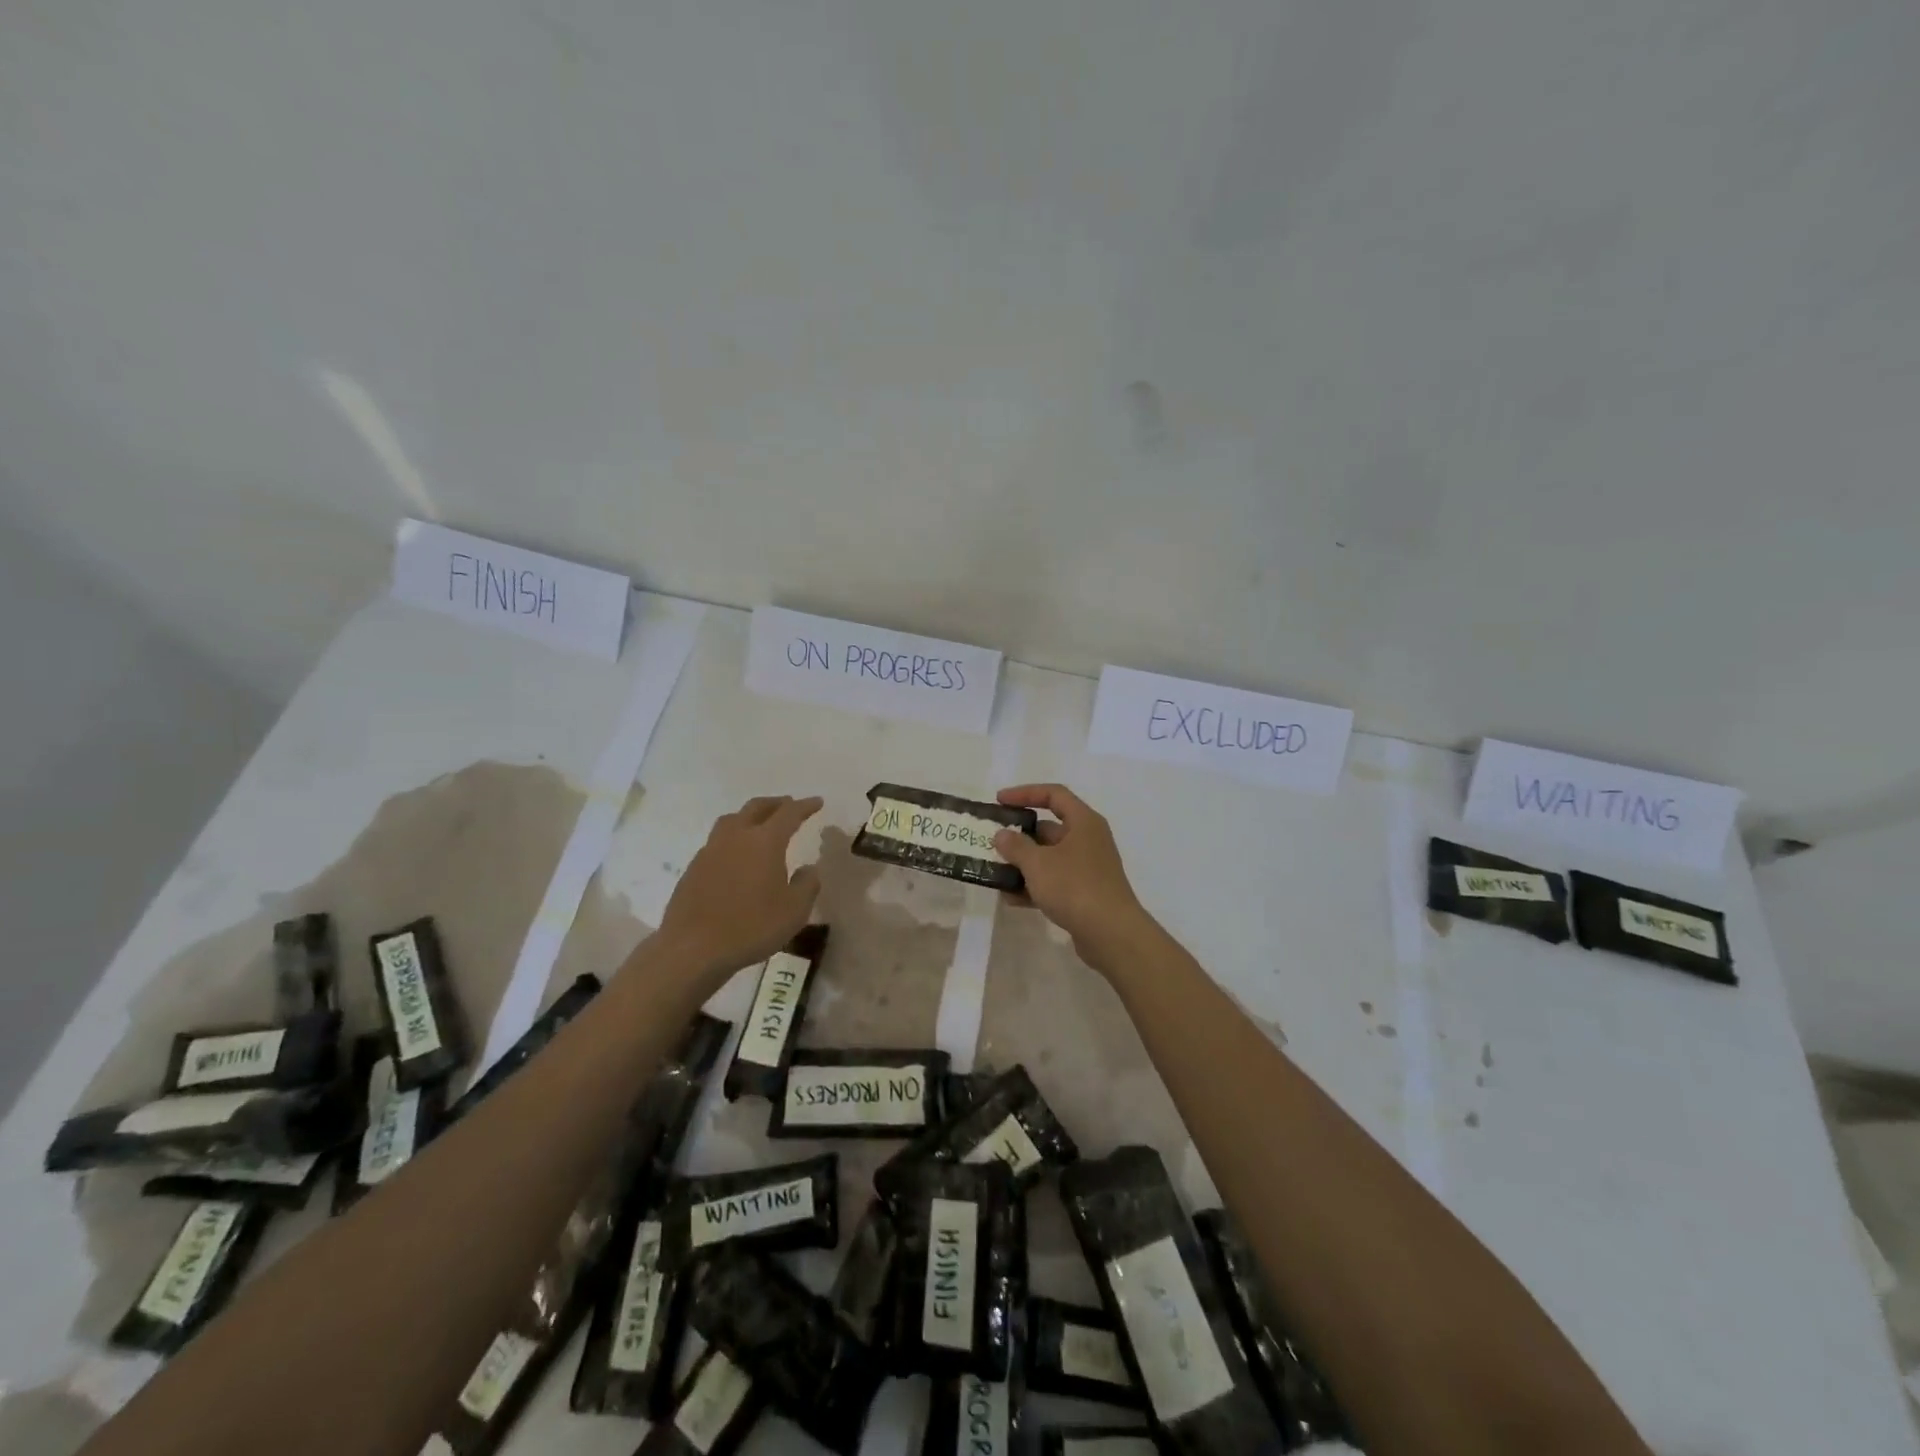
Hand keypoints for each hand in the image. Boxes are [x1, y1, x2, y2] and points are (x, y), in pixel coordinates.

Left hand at [657, 795, 822, 980]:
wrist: (693, 949)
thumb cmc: (751, 927)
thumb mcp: (794, 911)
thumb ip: (806, 885)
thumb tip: (808, 869)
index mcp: (765, 841)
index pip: (789, 814)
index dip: (805, 806)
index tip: (817, 802)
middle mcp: (736, 837)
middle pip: (756, 808)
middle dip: (776, 804)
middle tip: (788, 804)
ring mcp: (710, 851)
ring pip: (732, 820)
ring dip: (750, 816)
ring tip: (759, 823)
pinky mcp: (693, 868)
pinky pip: (717, 841)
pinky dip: (732, 838)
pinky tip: (736, 855)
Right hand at [992, 784, 1153, 974]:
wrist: (1111, 933)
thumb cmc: (1074, 886)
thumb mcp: (1038, 863)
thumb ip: (1016, 846)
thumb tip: (1002, 835)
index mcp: (1083, 822)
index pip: (1054, 794)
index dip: (1025, 793)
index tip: (999, 801)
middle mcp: (1088, 840)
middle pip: (1049, 828)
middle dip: (1019, 836)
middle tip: (992, 842)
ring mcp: (1088, 868)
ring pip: (1049, 858)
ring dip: (1023, 864)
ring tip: (995, 871)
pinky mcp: (1085, 893)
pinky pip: (1054, 882)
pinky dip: (1034, 886)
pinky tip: (1011, 899)